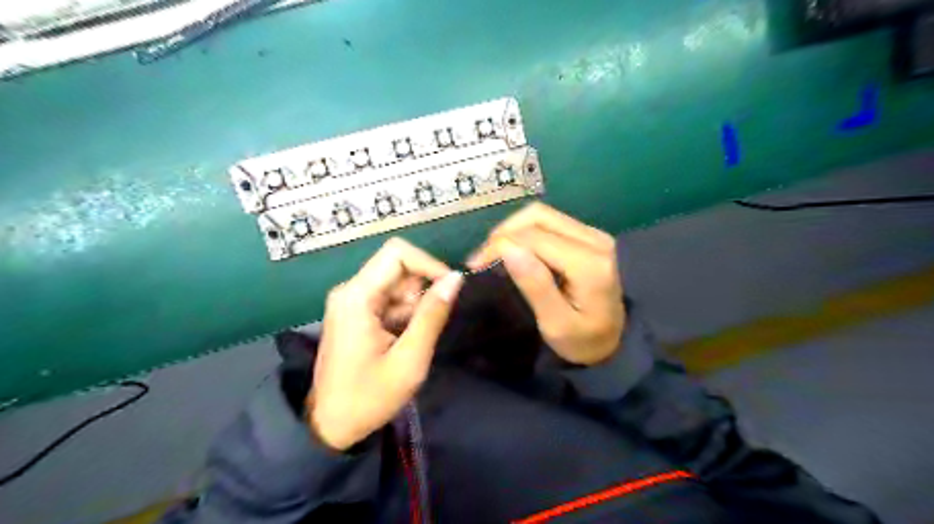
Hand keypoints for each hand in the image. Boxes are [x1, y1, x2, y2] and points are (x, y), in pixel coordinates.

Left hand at [309, 238, 462, 450]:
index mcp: (357, 296)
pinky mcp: (356, 312)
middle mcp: (350, 290)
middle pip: (398, 267)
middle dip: (421, 291)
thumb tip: (456, 279)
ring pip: (397, 284)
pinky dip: (404, 315)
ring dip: (414, 306)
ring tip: (411, 342)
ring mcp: (351, 301)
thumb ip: (433, 315)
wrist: (330, 427)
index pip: (398, 253)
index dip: (429, 264)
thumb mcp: (410, 359)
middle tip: (426, 327)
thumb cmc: (369, 397)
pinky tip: (402, 342)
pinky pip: (389, 299)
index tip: (450, 289)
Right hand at [468, 203, 625, 365]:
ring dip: (513, 229)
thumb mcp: (556, 324)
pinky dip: (525, 231)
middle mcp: (594, 240)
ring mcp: (593, 234)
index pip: (534, 237)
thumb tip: (508, 249)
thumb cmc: (582, 341)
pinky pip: (550, 222)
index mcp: (589, 264)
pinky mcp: (588, 235)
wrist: (613, 343)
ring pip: (542, 214)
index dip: (500, 245)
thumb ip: (535, 286)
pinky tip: (514, 249)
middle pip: (538, 216)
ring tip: (494, 253)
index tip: (475, 265)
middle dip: (504, 233)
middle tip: (482, 258)